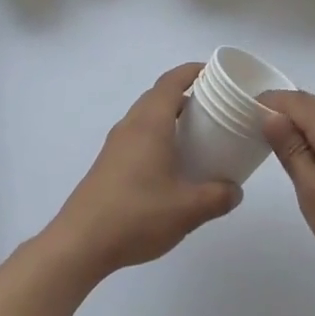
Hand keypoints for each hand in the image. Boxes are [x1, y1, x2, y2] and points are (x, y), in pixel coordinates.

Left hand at [48, 64, 241, 281]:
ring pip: (147, 116)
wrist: (79, 244)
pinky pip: (138, 135)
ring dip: (171, 117)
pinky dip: (158, 136)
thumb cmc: (135, 216)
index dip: (193, 71)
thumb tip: (235, 190)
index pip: (171, 82)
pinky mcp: (108, 164)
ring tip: (198, 135)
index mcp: (150, 124)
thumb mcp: (187, 210)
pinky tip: (172, 164)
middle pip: (158, 96)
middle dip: (187, 94)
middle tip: (215, 107)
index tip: (216, 73)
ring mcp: (115, 145)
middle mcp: (131, 126)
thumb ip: (217, 197)